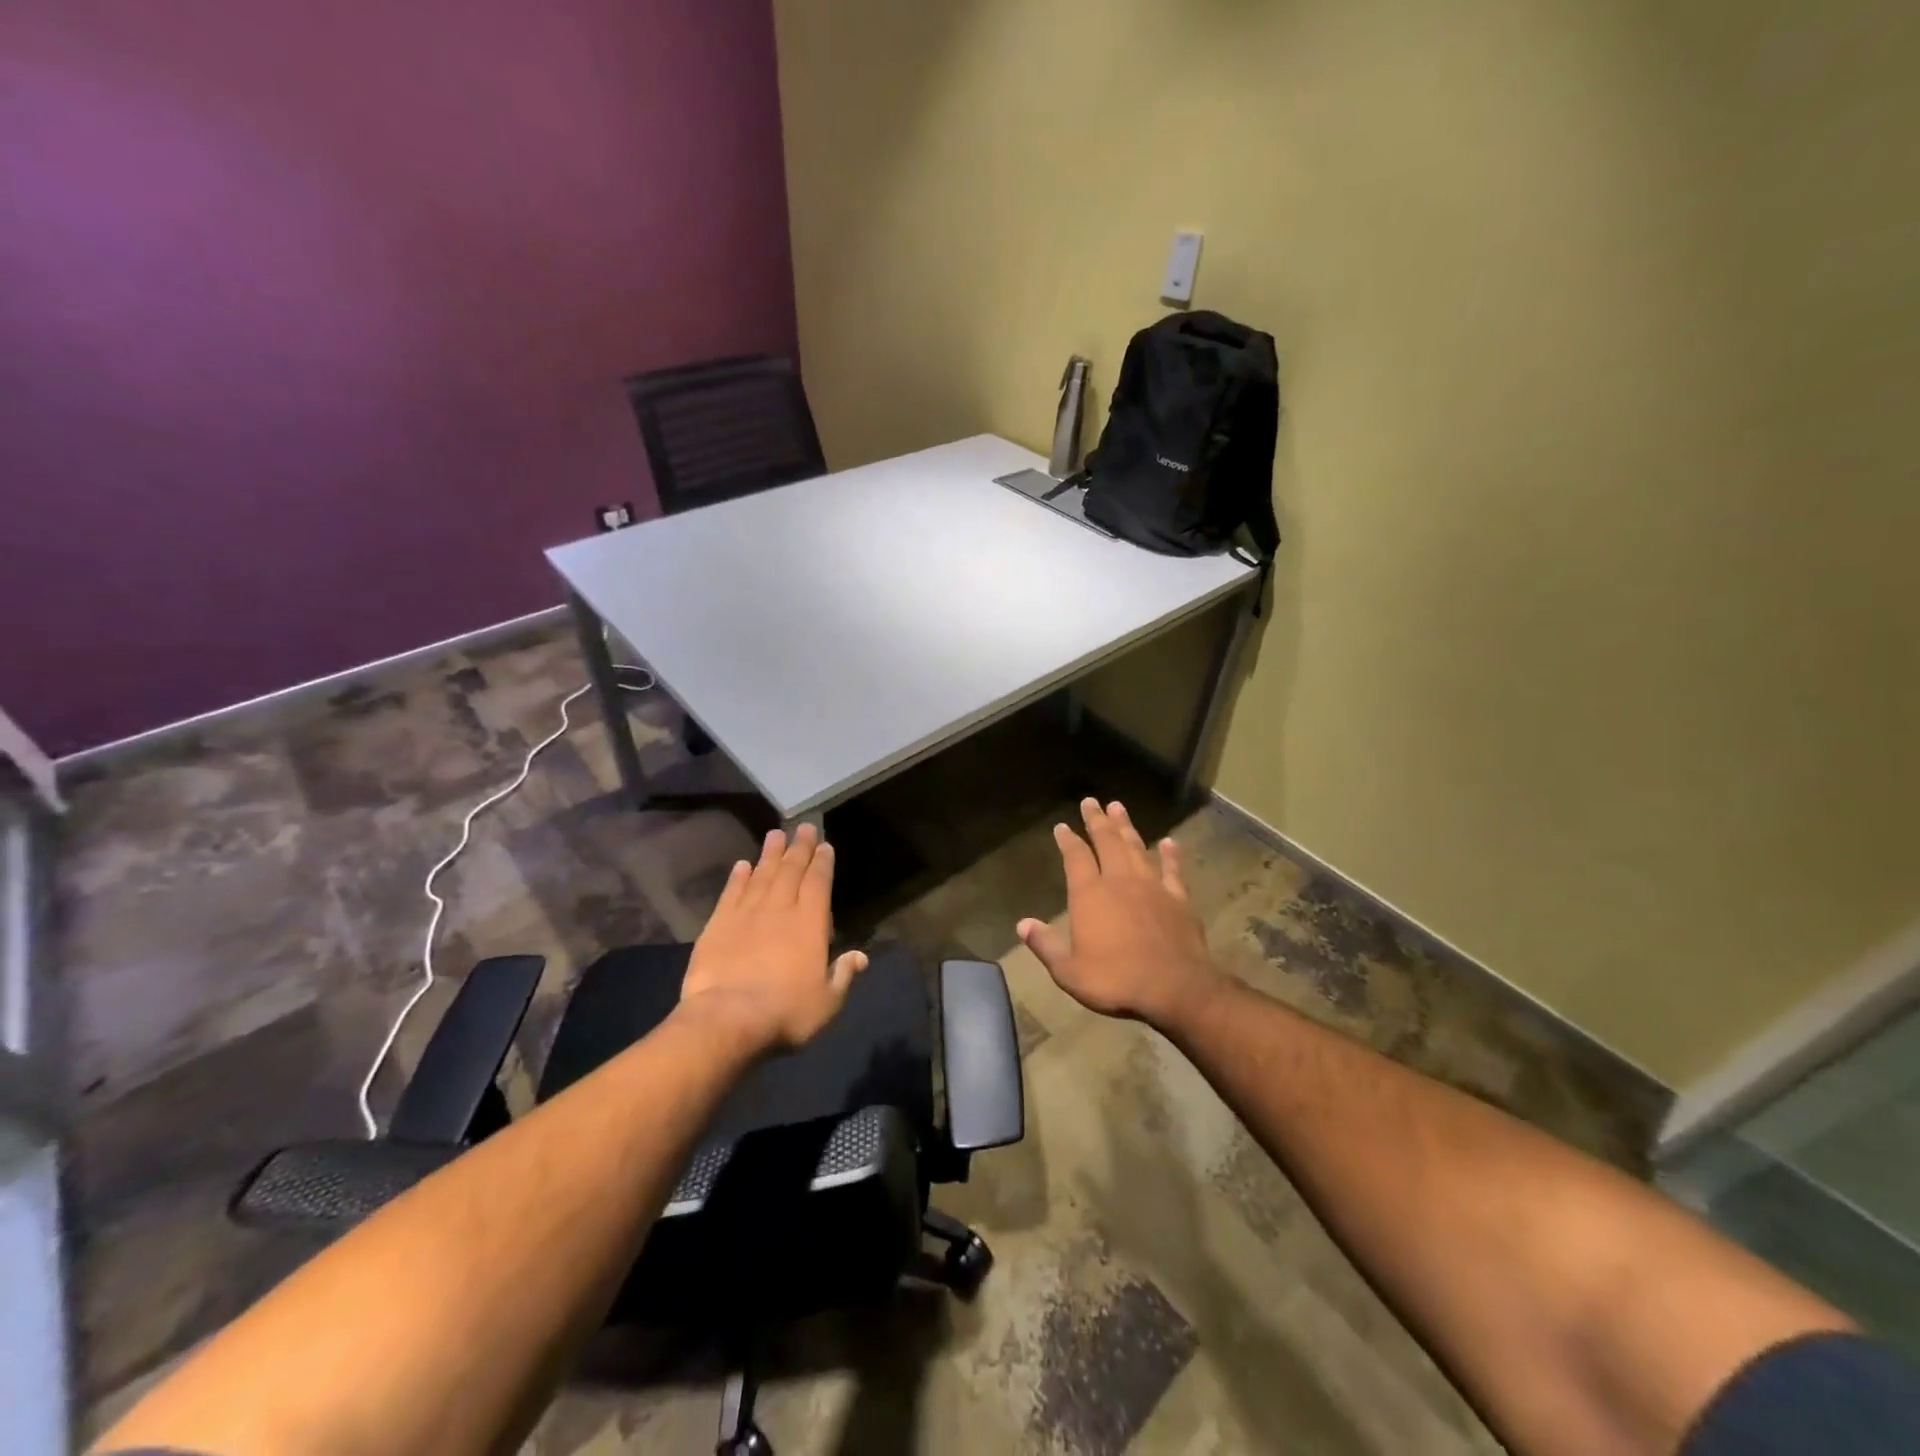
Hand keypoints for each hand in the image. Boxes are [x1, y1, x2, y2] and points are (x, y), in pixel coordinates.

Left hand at [679, 824, 867, 1053]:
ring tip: (775, 835)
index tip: (824, 845)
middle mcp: (780, 909)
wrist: (727, 1019)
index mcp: (810, 924)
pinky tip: (742, 865)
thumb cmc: (785, 1012)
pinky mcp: (718, 925)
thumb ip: (843, 974)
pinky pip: (731, 893)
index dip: (822, 863)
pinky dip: (738, 877)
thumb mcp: (826, 1001)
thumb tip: (861, 956)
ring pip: (761, 875)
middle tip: (803, 827)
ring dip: (770, 854)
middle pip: (791, 871)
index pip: (819, 883)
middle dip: (799, 848)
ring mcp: (746, 914)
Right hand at [1017, 798, 1224, 1028]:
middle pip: (1107, 842)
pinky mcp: (1178, 899)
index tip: (1062, 826)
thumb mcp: (1069, 971)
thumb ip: (1046, 945)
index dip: (1068, 840)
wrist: (1175, 988)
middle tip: (1091, 801)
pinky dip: (1170, 855)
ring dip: (1127, 827)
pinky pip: (1172, 870)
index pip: (1075, 857)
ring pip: (1136, 847)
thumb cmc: (1115, 980)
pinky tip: (1169, 842)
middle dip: (1097, 821)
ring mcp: (1152, 887)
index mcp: (1090, 894)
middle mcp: (1120, 881)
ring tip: (1119, 807)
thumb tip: (1022, 924)